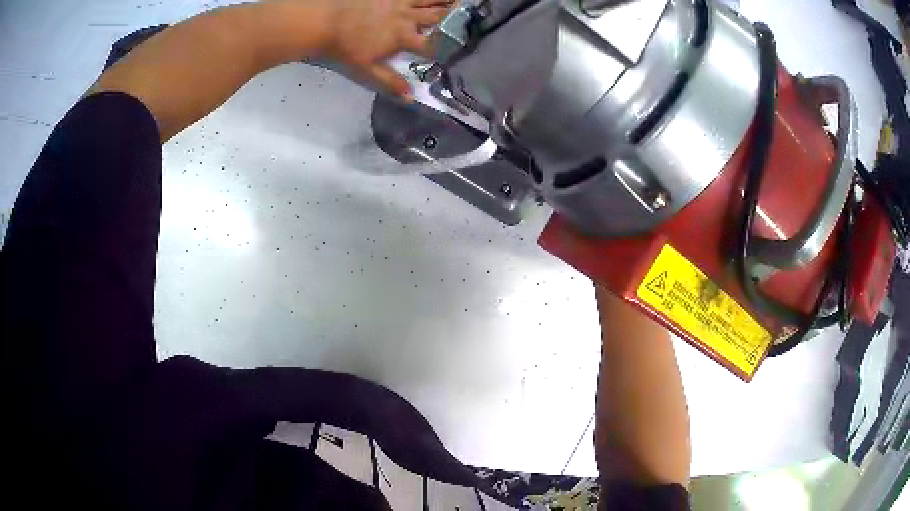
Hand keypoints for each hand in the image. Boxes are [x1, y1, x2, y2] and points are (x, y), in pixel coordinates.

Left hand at [276, 0, 454, 98]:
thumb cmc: (345, 48)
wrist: (324, 22)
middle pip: (437, 17)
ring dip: (446, 1)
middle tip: (471, 18)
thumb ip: (390, 82)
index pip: (431, 45)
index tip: (456, 52)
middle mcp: (406, 17)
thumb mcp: (366, 70)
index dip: (445, 49)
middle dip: (455, 18)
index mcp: (403, 37)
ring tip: (461, 2)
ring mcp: (398, 2)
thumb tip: (411, 97)